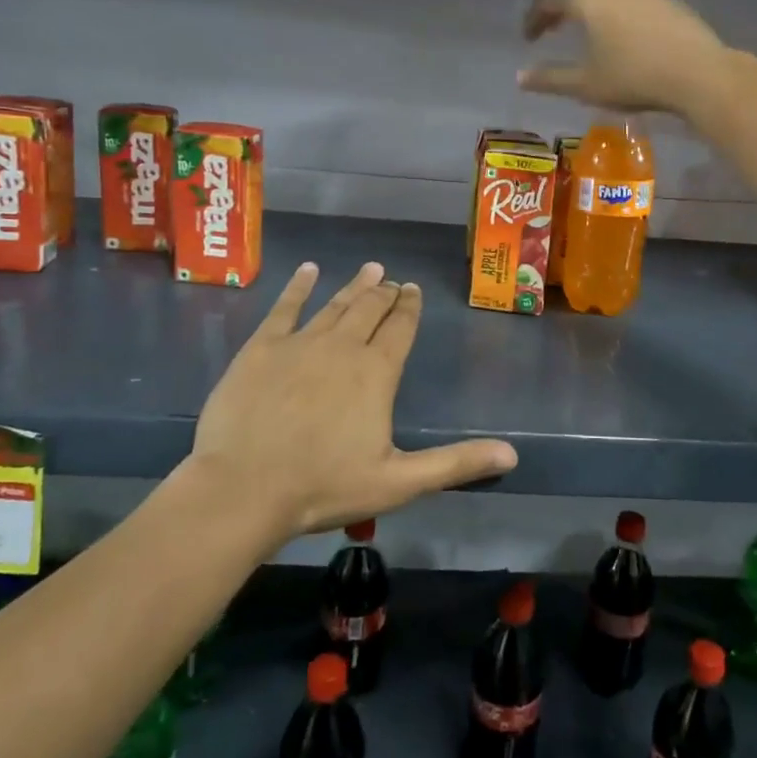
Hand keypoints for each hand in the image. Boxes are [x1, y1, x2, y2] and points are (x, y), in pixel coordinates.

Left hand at [184, 261, 516, 537]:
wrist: (243, 489)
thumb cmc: (324, 487)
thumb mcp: (399, 482)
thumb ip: (455, 463)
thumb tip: (512, 454)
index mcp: (376, 373)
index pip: (400, 329)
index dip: (410, 308)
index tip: (413, 290)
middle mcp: (342, 347)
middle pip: (369, 310)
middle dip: (385, 293)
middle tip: (393, 280)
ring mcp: (299, 343)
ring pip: (334, 305)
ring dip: (354, 286)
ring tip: (370, 269)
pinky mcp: (261, 348)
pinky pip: (284, 308)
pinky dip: (299, 287)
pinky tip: (309, 270)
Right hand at [518, 0, 728, 114]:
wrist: (698, 73)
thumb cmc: (634, 77)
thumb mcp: (586, 85)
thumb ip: (550, 79)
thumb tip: (520, 78)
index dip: (534, 17)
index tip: (528, 39)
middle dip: (559, 5)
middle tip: (551, 27)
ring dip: (588, 1)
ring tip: (583, 24)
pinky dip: (612, 5)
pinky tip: (617, 27)